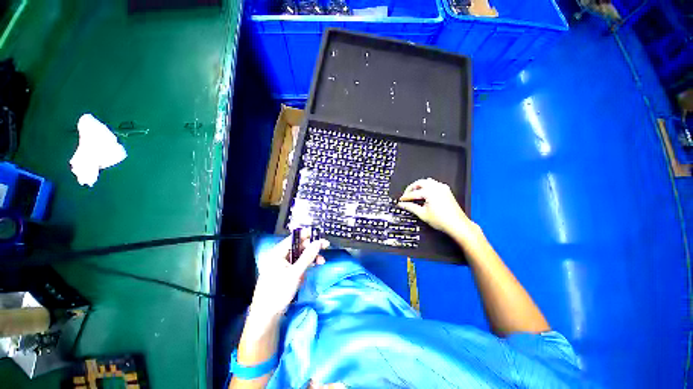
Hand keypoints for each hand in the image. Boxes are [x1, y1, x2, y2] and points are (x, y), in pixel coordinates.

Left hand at [249, 230, 328, 321]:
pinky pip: (297, 264)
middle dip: (311, 247)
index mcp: (277, 253)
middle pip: (298, 246)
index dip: (307, 235)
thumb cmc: (278, 292)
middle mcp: (279, 256)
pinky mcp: (285, 273)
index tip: (320, 235)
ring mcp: (282, 265)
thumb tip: (318, 242)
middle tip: (325, 247)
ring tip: (321, 261)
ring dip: (311, 257)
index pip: (294, 238)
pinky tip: (313, 267)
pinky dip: (306, 265)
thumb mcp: (295, 273)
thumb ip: (308, 256)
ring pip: (299, 256)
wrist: (267, 316)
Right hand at [398, 178, 472, 236]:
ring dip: (419, 186)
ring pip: (427, 181)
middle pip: (419, 183)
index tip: (401, 200)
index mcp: (430, 192)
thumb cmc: (443, 221)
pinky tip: (425, 194)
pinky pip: (434, 184)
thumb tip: (402, 204)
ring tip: (414, 193)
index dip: (405, 197)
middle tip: (406, 195)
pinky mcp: (446, 191)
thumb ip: (410, 207)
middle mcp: (437, 187)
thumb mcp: (422, 214)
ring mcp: (442, 188)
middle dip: (411, 188)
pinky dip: (427, 187)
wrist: (457, 225)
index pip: (413, 193)